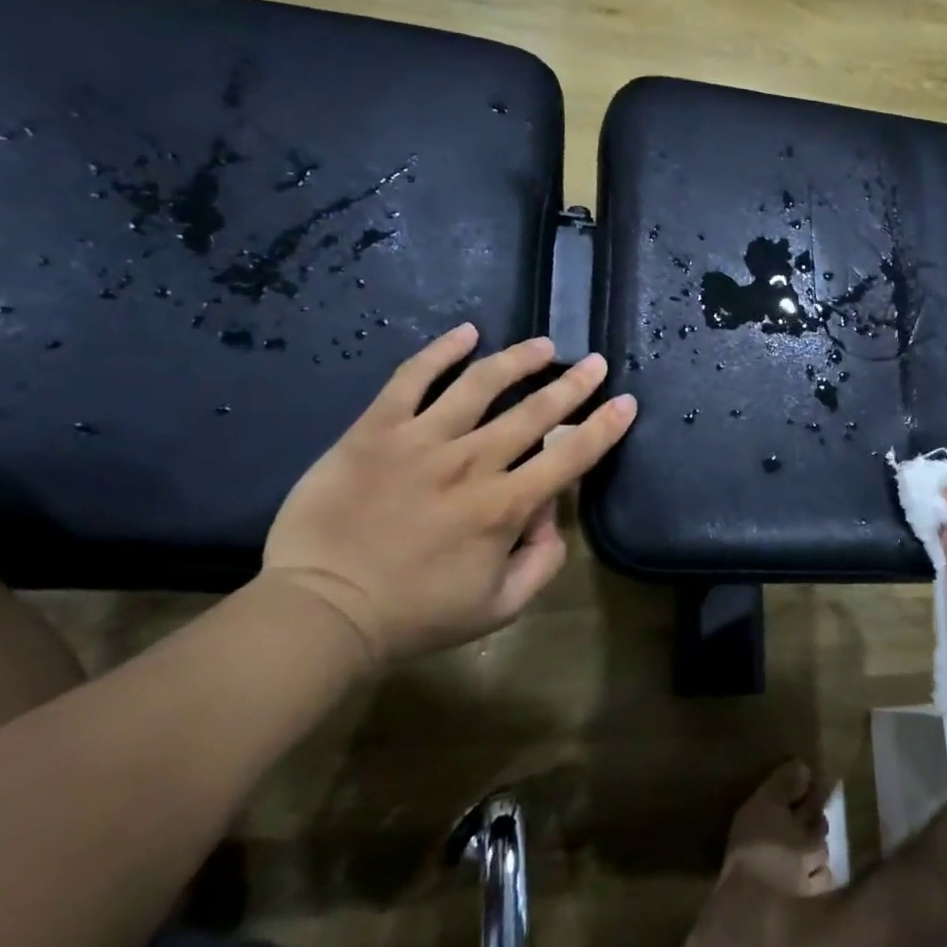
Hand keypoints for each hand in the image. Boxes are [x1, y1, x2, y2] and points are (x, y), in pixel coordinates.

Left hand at [263, 324, 637, 666]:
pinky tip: (466, 332)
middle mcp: (471, 462)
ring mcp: (421, 439)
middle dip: (573, 384)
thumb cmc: (415, 615)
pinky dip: (441, 351)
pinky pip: (412, 377)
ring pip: (480, 384)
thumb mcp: (499, 608)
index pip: (569, 456)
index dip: (604, 427)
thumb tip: (551, 514)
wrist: (321, 610)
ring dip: (518, 360)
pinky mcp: (376, 429)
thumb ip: (542, 562)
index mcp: (504, 506)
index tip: (625, 402)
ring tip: (543, 346)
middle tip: (595, 362)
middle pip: (534, 412)